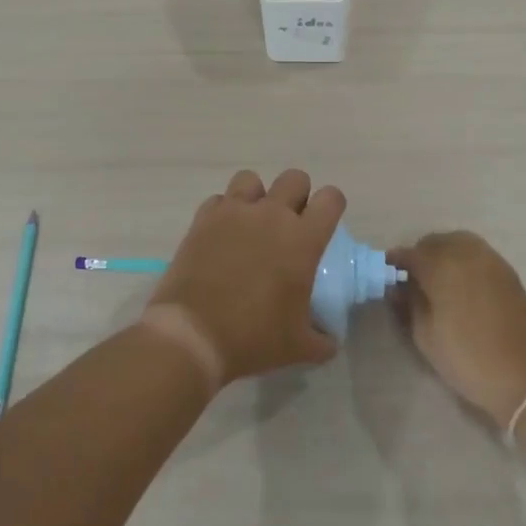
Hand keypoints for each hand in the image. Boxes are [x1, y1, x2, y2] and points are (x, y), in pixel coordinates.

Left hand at [146, 169, 343, 383]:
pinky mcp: (203, 219)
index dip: (332, 206)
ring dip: (257, 196)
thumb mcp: (300, 347)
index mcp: (303, 239)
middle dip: (297, 196)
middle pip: (294, 178)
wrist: (194, 334)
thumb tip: (330, 339)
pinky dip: (224, 211)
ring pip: (252, 179)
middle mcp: (271, 215)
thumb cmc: (253, 338)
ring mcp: (234, 212)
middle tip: (290, 225)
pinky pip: (219, 199)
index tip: (325, 224)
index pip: (331, 199)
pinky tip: (222, 235)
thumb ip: (323, 340)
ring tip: (253, 224)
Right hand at [389, 232, 525, 426]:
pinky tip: (460, 288)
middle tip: (412, 283)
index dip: (395, 264)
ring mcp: (492, 261)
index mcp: (443, 266)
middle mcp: (467, 253)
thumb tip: (399, 287)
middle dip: (420, 257)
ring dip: (443, 256)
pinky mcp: (509, 273)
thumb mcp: (426, 337)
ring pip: (458, 243)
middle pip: (435, 242)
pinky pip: (477, 255)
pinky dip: (463, 262)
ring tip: (437, 285)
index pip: (409, 254)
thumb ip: (410, 305)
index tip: (386, 278)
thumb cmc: (470, 360)